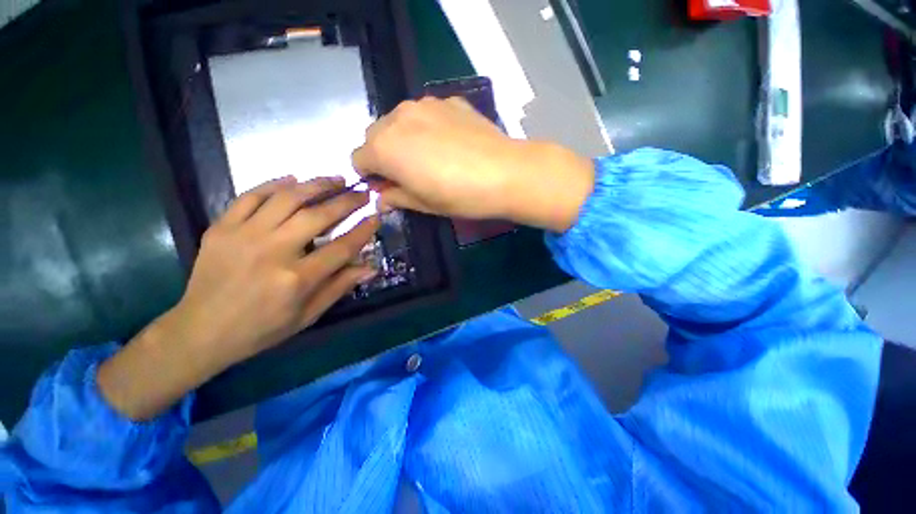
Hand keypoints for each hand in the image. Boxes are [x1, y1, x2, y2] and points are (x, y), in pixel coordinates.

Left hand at [98, 177, 377, 419]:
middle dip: (346, 201)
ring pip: (287, 198)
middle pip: (318, 216)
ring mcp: (244, 235)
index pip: (342, 247)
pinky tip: (293, 180)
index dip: (363, 230)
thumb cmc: (261, 329)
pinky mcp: (221, 228)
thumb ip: (340, 287)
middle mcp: (273, 251)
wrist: (200, 331)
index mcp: (297, 279)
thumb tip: (370, 268)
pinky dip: (274, 184)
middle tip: (362, 193)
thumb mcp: (308, 315)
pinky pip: (250, 196)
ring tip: (335, 179)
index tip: (376, 216)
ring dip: (316, 185)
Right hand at [352, 97, 594, 231]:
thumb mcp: (423, 204)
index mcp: (384, 147)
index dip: (371, 176)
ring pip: (398, 121)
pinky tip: (450, 143)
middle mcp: (396, 118)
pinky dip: (426, 128)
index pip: (358, 159)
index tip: (389, 187)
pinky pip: (425, 114)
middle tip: (409, 174)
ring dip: (403, 139)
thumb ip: (396, 198)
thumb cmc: (459, 196)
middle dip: (383, 155)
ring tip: (431, 157)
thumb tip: (382, 199)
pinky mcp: (448, 100)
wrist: (504, 173)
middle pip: (374, 136)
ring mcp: (424, 104)